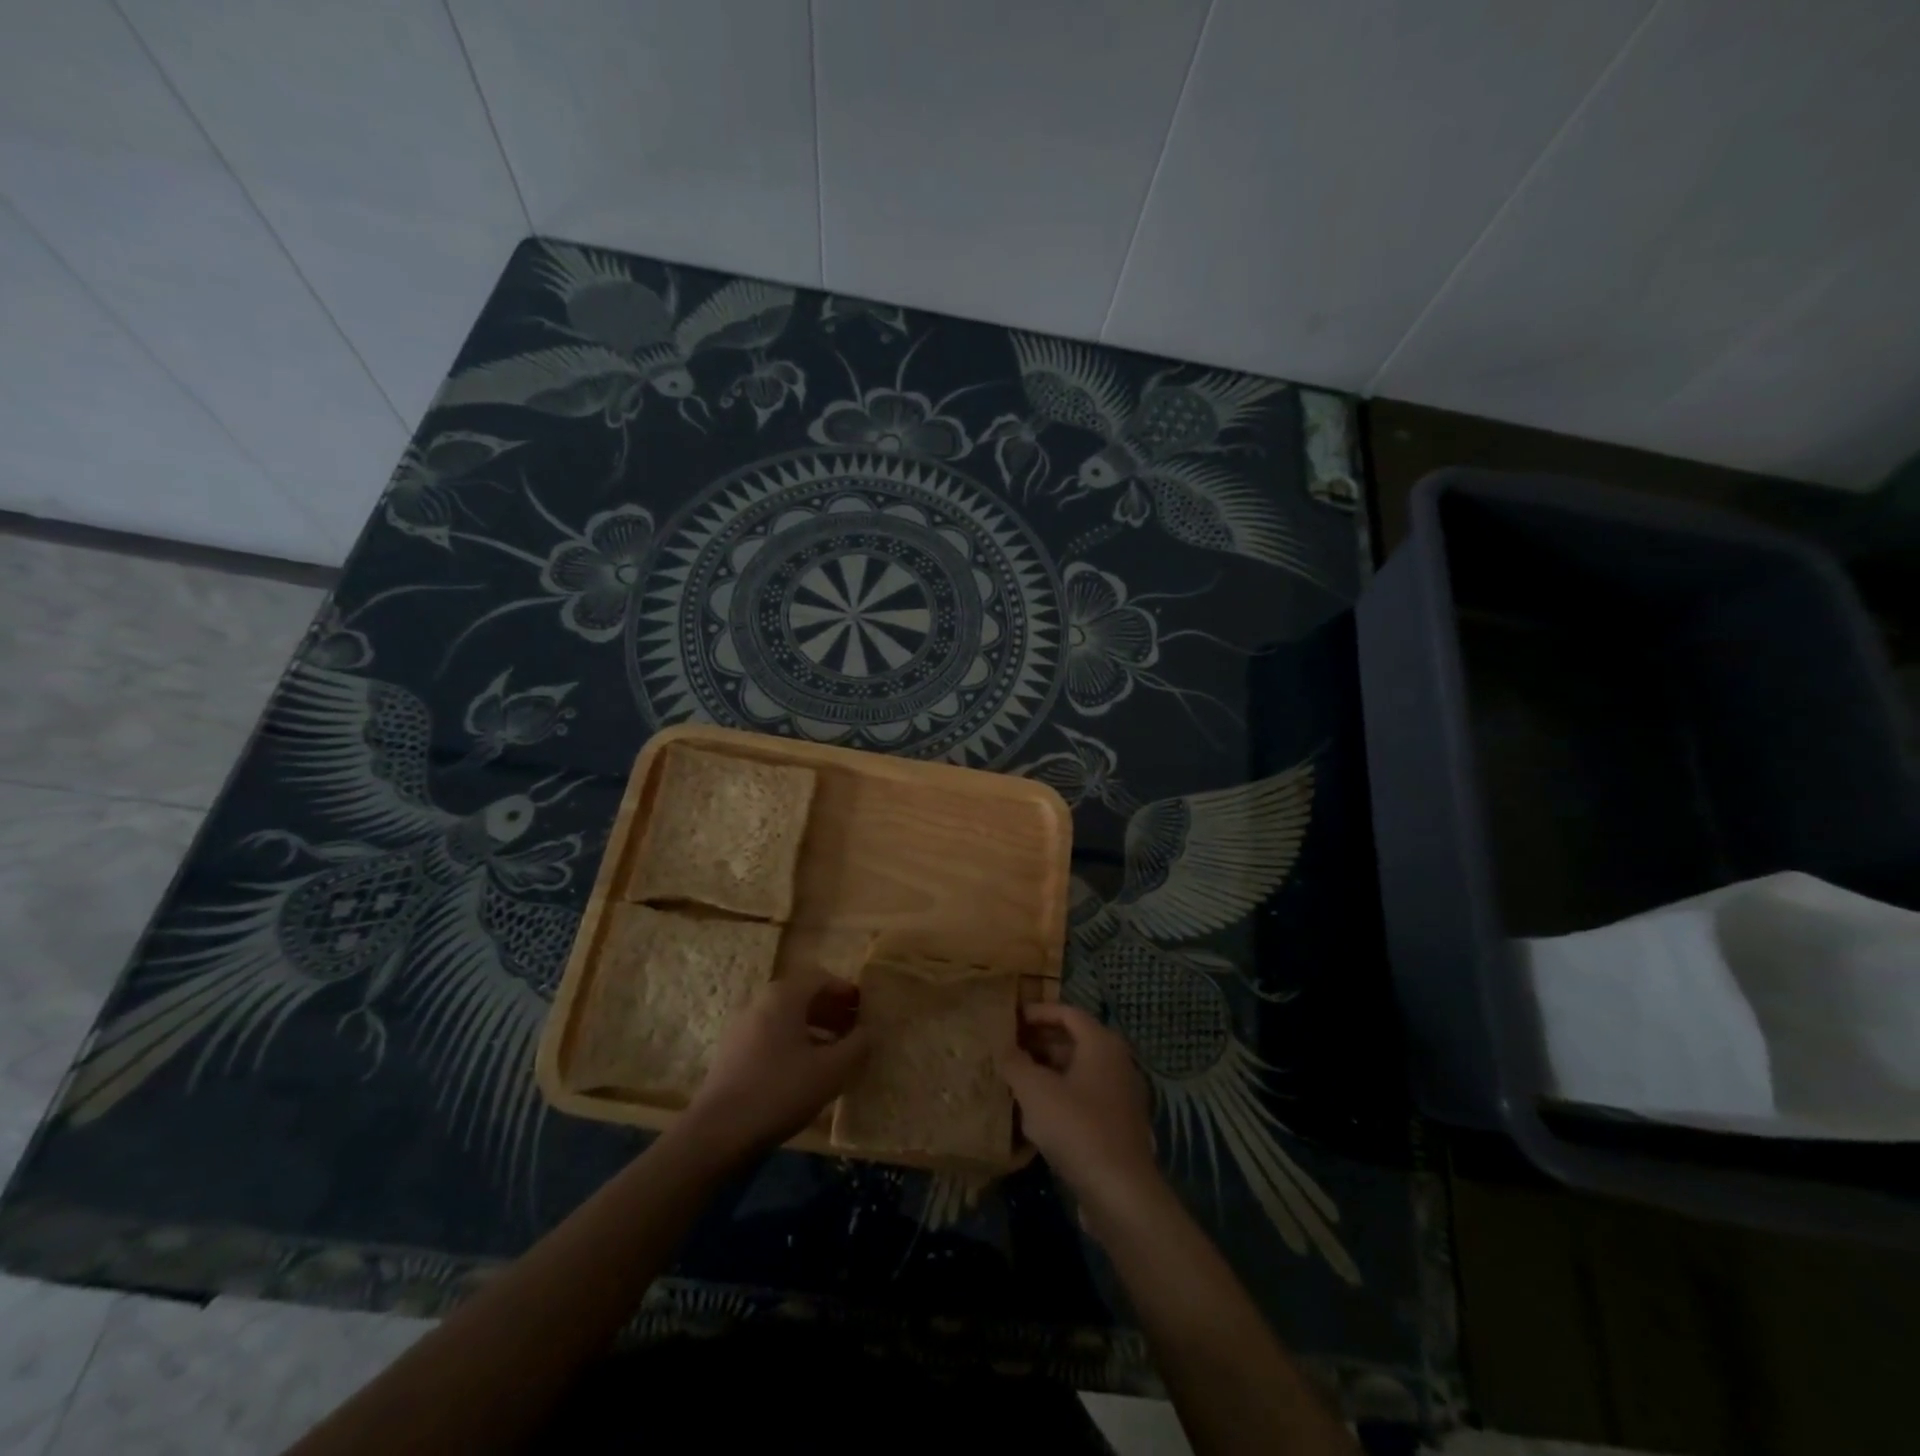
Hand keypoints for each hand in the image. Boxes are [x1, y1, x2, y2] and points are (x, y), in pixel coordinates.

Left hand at [681, 976, 869, 1158]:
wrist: (718, 1133)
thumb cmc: (780, 1091)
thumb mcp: (831, 1070)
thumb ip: (857, 1046)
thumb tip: (870, 1031)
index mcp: (783, 996)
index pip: (821, 978)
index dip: (847, 991)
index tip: (866, 1009)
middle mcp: (760, 1002)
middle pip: (803, 996)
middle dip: (832, 1010)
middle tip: (855, 1030)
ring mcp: (742, 1027)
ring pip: (786, 1018)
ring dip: (814, 1028)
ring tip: (836, 1052)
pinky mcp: (732, 1052)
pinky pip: (771, 1035)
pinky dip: (794, 1043)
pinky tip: (806, 1070)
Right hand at [999, 1003, 1161, 1222]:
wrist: (1121, 1193)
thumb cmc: (1077, 1127)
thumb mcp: (1035, 1091)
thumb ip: (1015, 1063)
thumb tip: (1003, 1047)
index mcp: (1102, 1043)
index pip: (1067, 1013)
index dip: (1037, 1012)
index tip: (1011, 1018)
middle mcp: (1117, 1062)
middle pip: (1074, 1040)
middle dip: (1040, 1042)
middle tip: (1008, 1047)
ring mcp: (1121, 1095)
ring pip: (1078, 1071)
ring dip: (1048, 1071)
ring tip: (1016, 1078)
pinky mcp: (1119, 1125)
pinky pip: (1085, 1097)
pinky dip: (1061, 1095)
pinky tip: (1036, 1113)